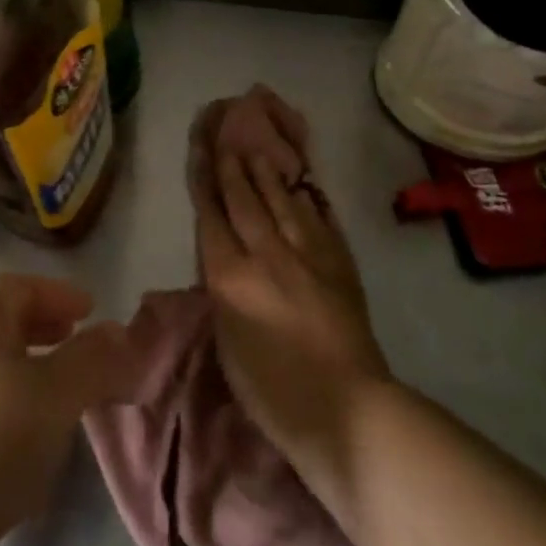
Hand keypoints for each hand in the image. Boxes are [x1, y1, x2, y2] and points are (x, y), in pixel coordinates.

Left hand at [0, 275, 137, 545]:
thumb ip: (95, 361)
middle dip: (42, 328)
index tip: (91, 310)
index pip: (21, 287)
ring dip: (24, 368)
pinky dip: (3, 402)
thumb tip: (120, 333)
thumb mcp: (57, 397)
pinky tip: (18, 441)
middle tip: (74, 342)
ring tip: (56, 395)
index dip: (59, 294)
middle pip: (0, 322)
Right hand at [190, 98, 389, 466]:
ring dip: (268, 175)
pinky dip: (308, 200)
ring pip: (283, 202)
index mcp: (231, 276)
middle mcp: (267, 254)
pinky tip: (303, 187)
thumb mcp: (226, 342)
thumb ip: (221, 292)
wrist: (345, 408)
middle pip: (246, 201)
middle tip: (227, 137)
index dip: (205, 182)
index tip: (200, 152)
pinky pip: (320, 220)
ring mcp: (308, 255)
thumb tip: (222, 262)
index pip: (212, 217)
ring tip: (259, 151)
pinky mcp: (340, 263)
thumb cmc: (271, 389)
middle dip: (234, 168)